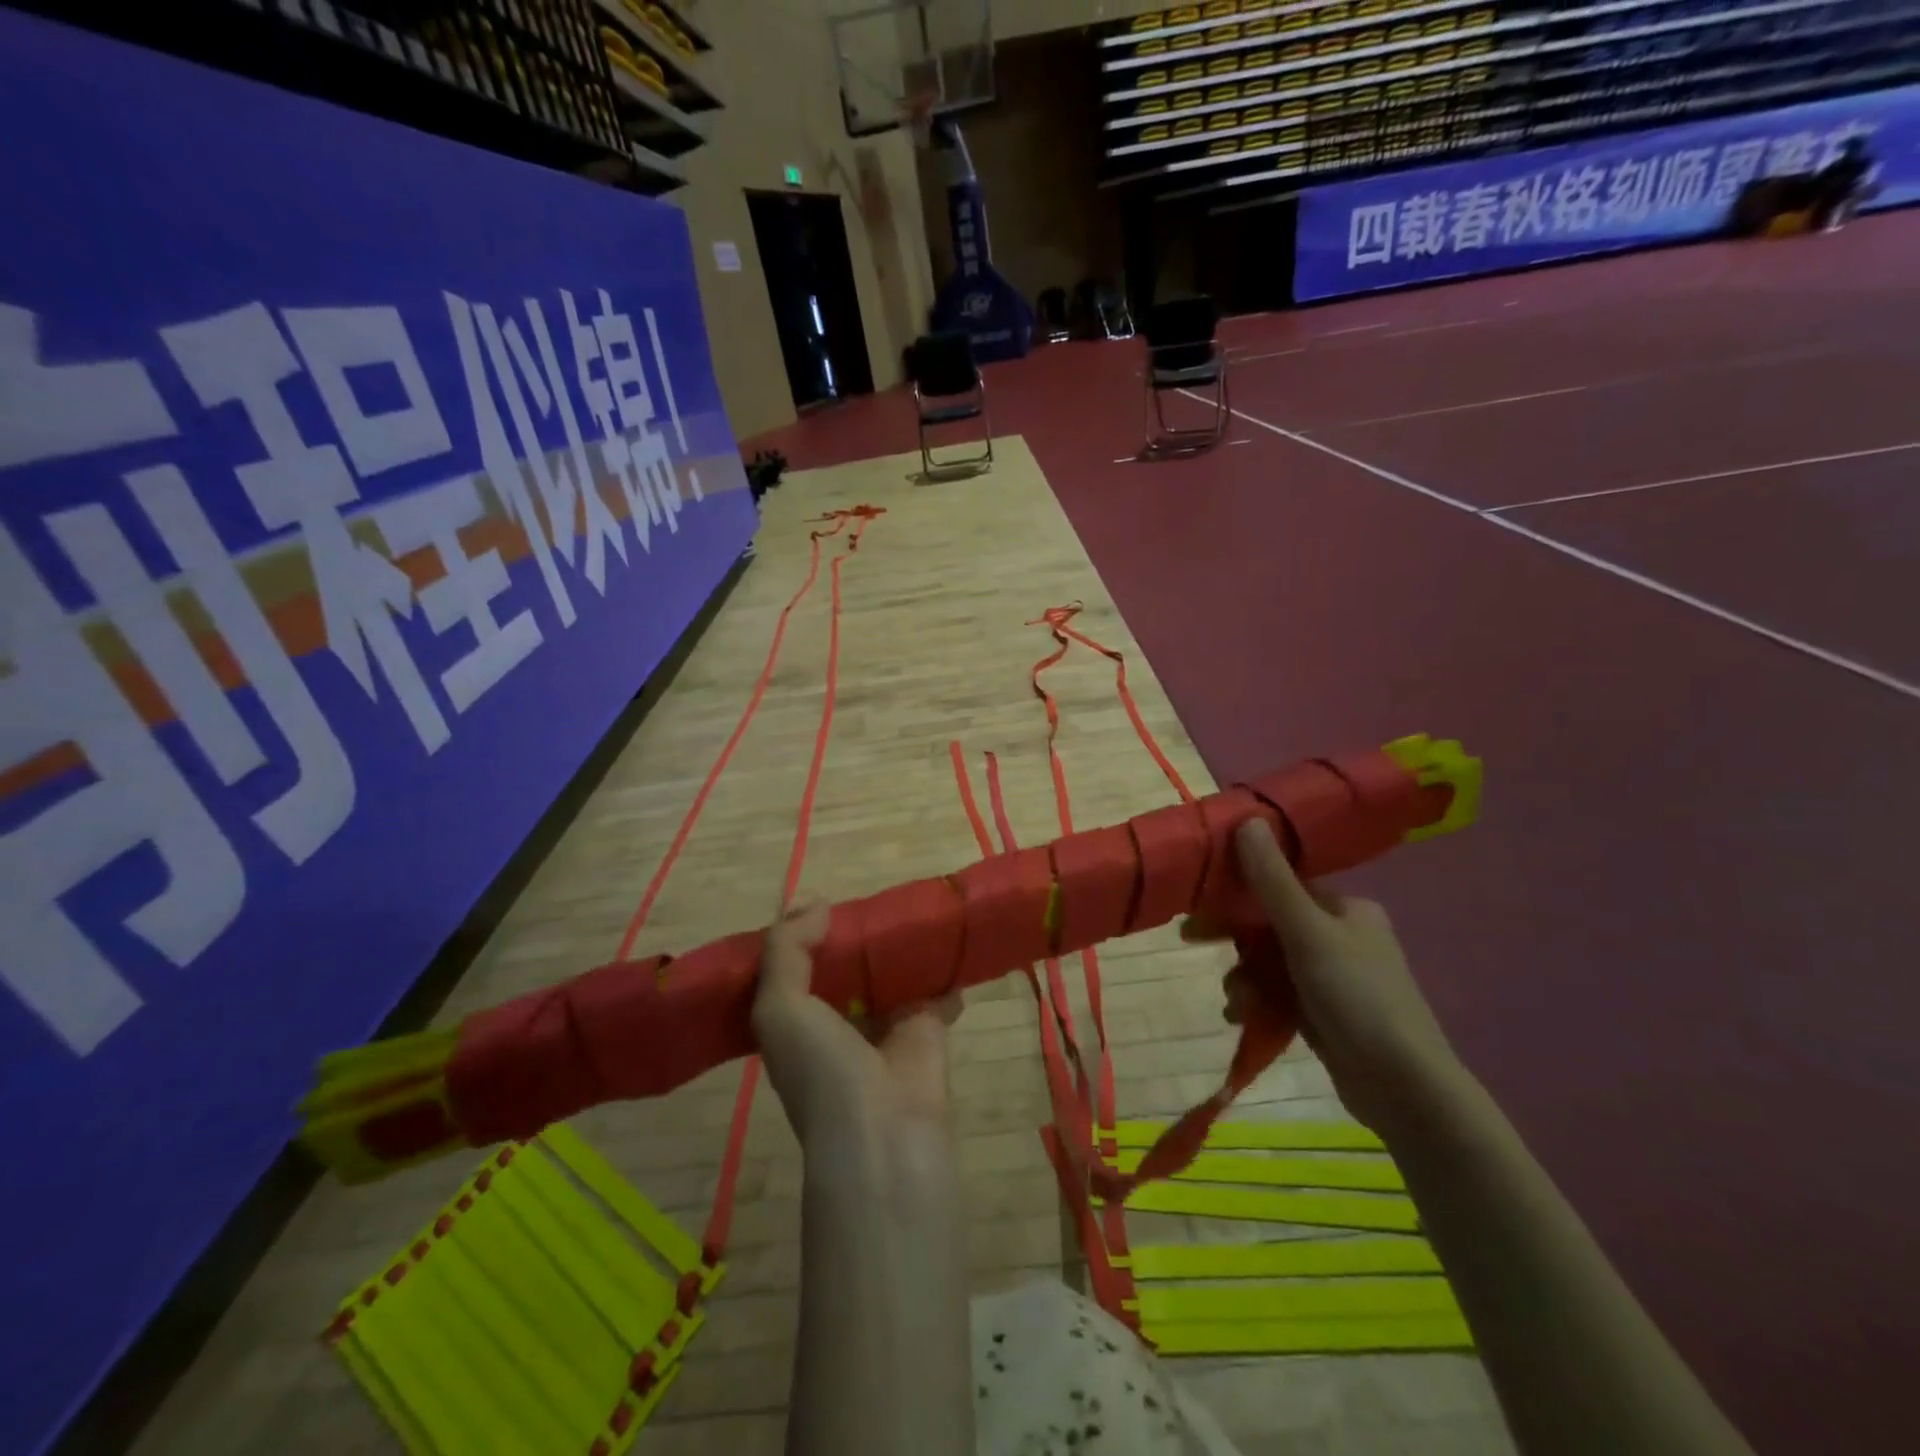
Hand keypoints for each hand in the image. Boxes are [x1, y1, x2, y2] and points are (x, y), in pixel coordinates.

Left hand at [752, 903, 962, 1175]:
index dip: (802, 936)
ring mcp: (886, 1025)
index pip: (795, 969)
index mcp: (797, 1022)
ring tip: (910, 904)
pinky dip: (945, 970)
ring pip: (892, 975)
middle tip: (870, 896)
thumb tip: (815, 904)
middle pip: (847, 967)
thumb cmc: (821, 1067)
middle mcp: (839, 1022)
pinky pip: (937, 990)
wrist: (883, 1128)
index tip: (818, 901)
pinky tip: (947, 936)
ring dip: (900, 949)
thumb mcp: (778, 1007)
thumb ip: (786, 949)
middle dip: (856, 936)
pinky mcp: (928, 1028)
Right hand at [1185, 820, 1464, 1131]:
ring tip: (1235, 1001)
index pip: (1283, 884)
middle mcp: (1341, 936)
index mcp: (1346, 909)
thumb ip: (1272, 879)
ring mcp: (1333, 978)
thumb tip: (1247, 819)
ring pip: (1269, 962)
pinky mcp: (1324, 1014)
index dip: (1240, 889)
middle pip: (1270, 925)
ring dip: (1243, 977)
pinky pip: (1277, 994)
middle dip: (1236, 941)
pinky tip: (1242, 1018)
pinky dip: (1257, 1001)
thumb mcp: (1308, 932)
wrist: (1404, 1089)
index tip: (1200, 899)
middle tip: (1192, 941)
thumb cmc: (1358, 997)